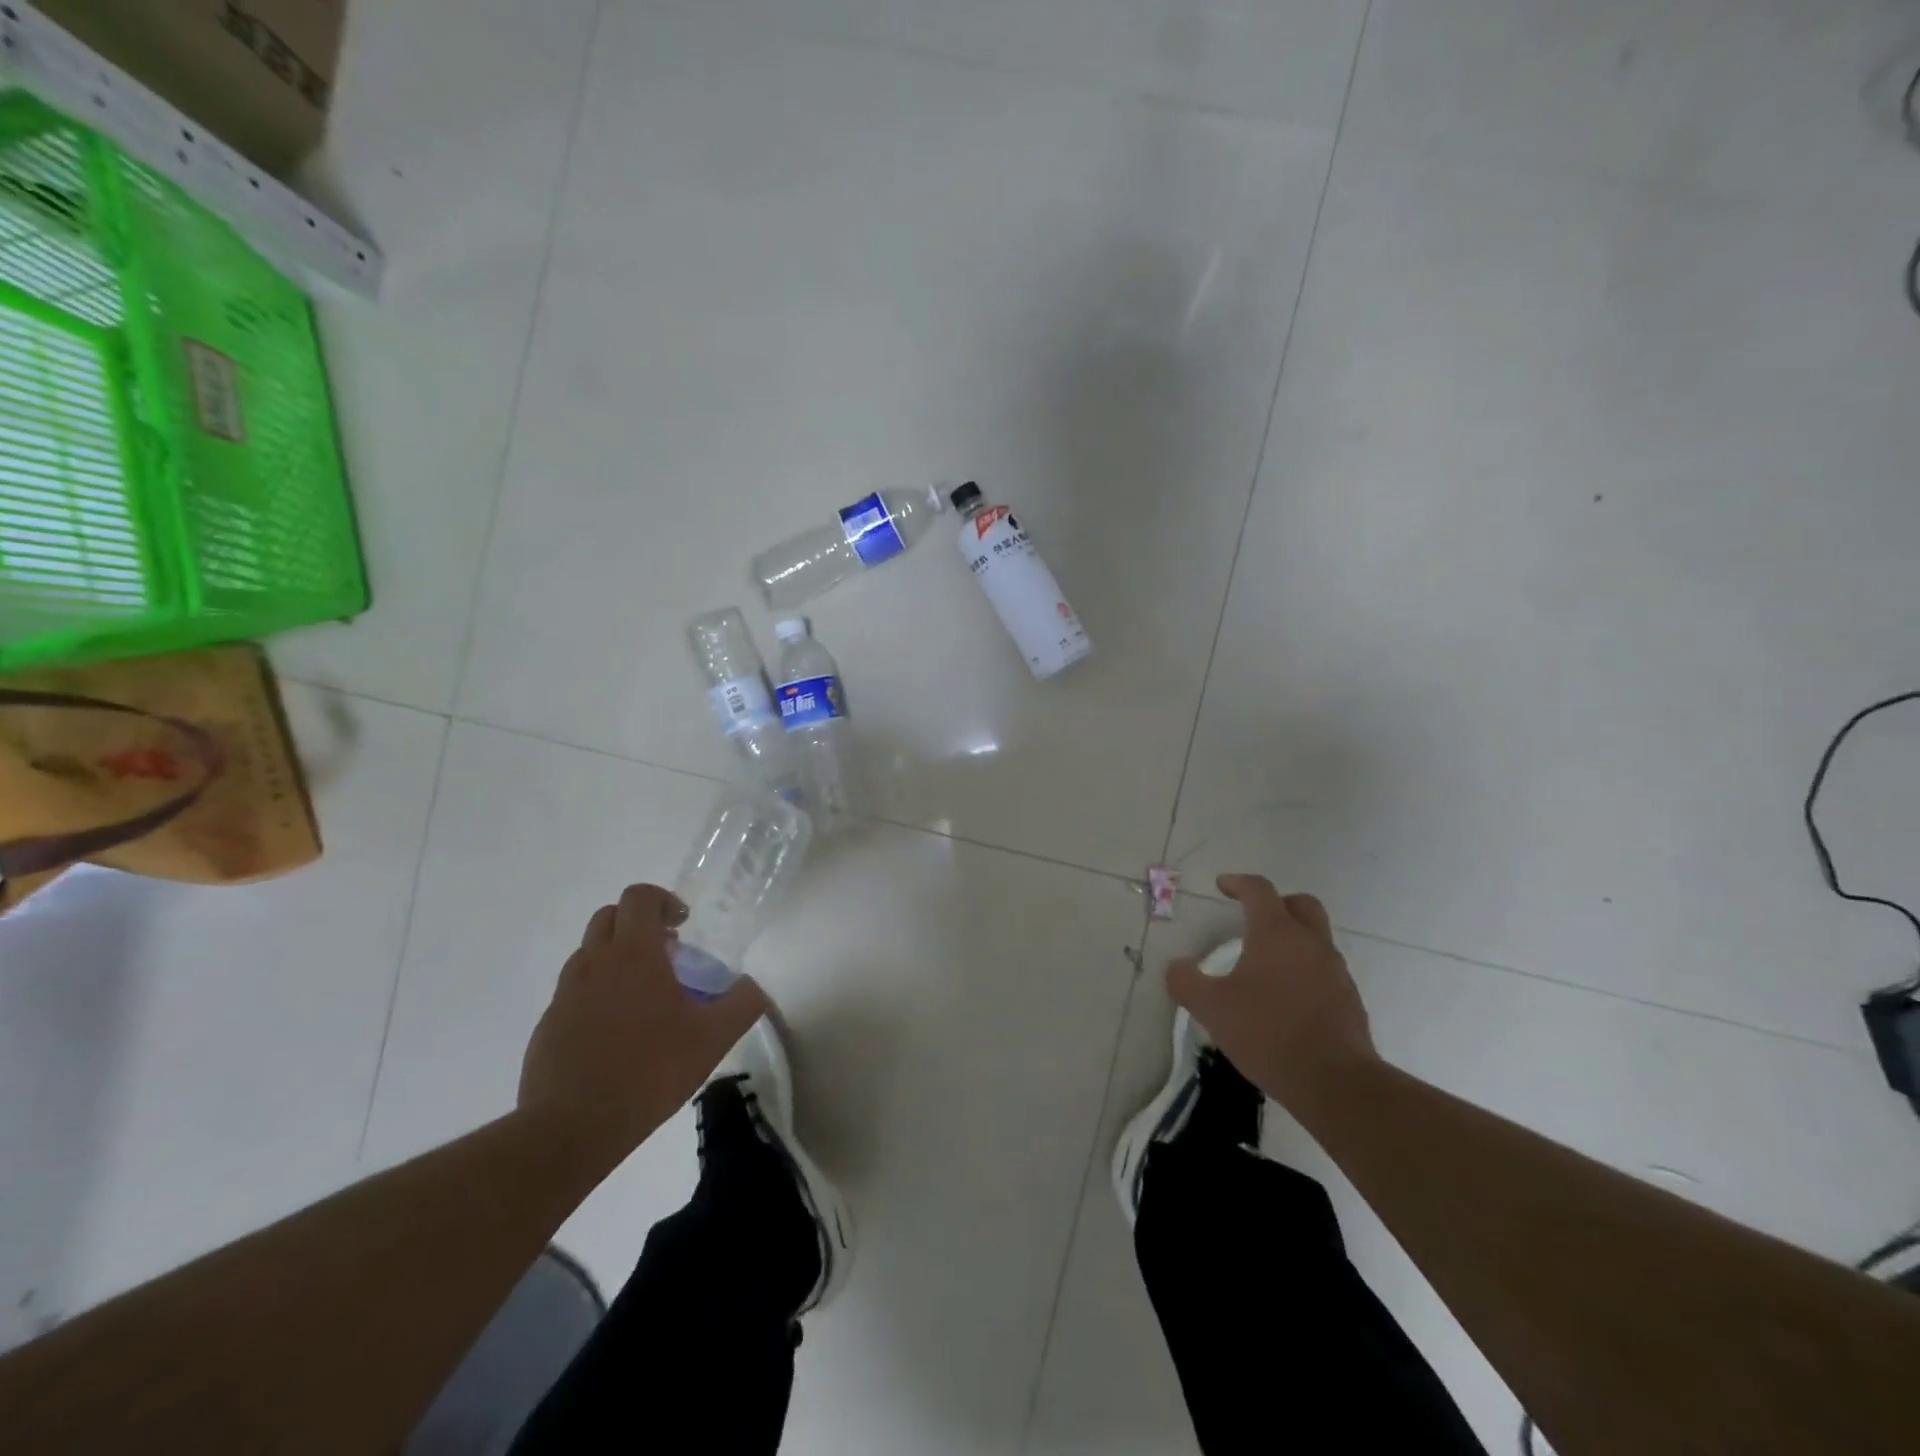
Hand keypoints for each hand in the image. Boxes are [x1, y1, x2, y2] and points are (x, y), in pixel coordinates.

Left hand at [519, 884, 769, 1170]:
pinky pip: (574, 991)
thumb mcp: (713, 1038)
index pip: (640, 897)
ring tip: (644, 996)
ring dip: (616, 957)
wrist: (570, 1130)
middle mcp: (595, 963)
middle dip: (638, 924)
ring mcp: (565, 994)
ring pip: (589, 953)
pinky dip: (596, 993)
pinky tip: (617, 1033)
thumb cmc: (649, 1072)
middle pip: (610, 916)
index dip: (663, 901)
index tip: (683, 927)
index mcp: (634, 954)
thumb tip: (753, 984)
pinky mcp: (548, 1026)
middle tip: (667, 954)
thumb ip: (742, 1003)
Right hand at [1167, 874, 1377, 1110]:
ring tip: (1265, 966)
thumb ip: (1186, 982)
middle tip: (1254, 918)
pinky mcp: (1349, 1000)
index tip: (1222, 886)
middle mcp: (1310, 943)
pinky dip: (1305, 971)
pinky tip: (1286, 999)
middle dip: (1277, 903)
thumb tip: (1177, 966)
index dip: (1238, 883)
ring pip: (1316, 938)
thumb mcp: (1211, 1008)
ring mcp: (1335, 971)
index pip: (1259, 890)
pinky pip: (1325, 970)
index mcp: (1276, 933)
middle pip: (1301, 904)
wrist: (1334, 1082)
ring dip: (1292, 940)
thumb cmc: (1267, 1033)